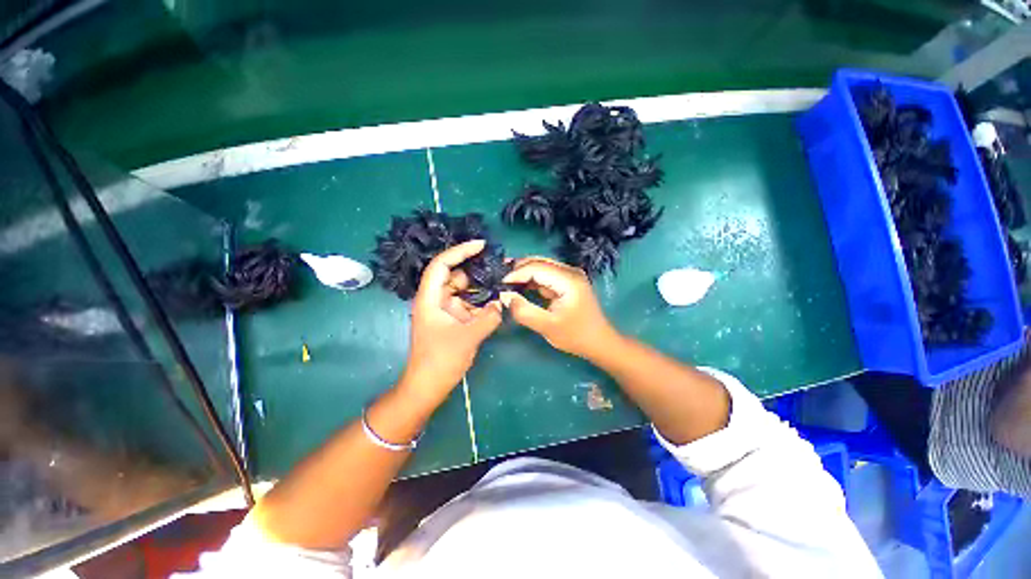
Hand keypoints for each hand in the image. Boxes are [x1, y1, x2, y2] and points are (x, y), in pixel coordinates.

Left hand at [401, 240, 502, 400]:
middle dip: (476, 272)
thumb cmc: (440, 361)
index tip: (480, 245)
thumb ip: (488, 317)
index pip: (442, 265)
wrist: (428, 387)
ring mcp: (445, 310)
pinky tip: (497, 302)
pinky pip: (468, 305)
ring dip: (481, 289)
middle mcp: (436, 300)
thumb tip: (501, 303)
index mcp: (430, 298)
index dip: (459, 251)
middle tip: (499, 268)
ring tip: (502, 283)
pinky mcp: (453, 320)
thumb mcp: (468, 337)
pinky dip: (481, 303)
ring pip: (464, 291)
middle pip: (456, 277)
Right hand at [500, 257, 619, 359]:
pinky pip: (545, 275)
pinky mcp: (567, 282)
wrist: (599, 343)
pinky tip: (519, 286)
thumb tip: (504, 296)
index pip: (536, 267)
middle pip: (538, 262)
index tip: (498, 284)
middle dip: (517, 269)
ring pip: (540, 267)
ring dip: (523, 273)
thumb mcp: (547, 327)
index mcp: (568, 279)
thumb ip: (524, 311)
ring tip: (504, 282)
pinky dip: (531, 280)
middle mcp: (569, 271)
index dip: (515, 273)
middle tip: (498, 279)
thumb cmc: (576, 336)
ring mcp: (569, 275)